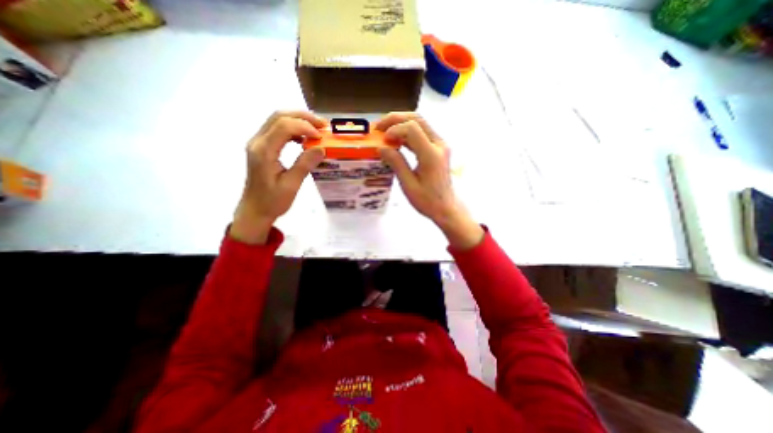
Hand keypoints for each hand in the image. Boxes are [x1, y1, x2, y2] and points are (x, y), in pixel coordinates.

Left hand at [229, 111, 324, 242]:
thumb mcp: (291, 185)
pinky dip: (293, 129)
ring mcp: (258, 143)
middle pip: (279, 116)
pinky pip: (277, 130)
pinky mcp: (261, 148)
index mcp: (264, 151)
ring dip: (298, 120)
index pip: (284, 126)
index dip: (305, 127)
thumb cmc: (272, 201)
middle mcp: (257, 142)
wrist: (255, 210)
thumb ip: (304, 164)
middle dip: (303, 117)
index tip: (322, 137)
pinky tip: (304, 139)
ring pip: (277, 120)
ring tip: (317, 129)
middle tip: (323, 125)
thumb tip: (321, 148)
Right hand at [376, 112, 480, 250]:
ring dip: (400, 124)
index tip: (382, 141)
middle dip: (395, 119)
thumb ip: (396, 163)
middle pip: (417, 119)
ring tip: (383, 132)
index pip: (412, 128)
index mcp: (431, 155)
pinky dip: (406, 133)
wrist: (446, 207)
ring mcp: (440, 145)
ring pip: (419, 123)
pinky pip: (421, 133)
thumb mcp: (409, 185)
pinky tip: (395, 140)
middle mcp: (439, 144)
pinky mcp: (438, 148)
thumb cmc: (427, 201)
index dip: (394, 129)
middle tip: (378, 128)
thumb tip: (381, 147)